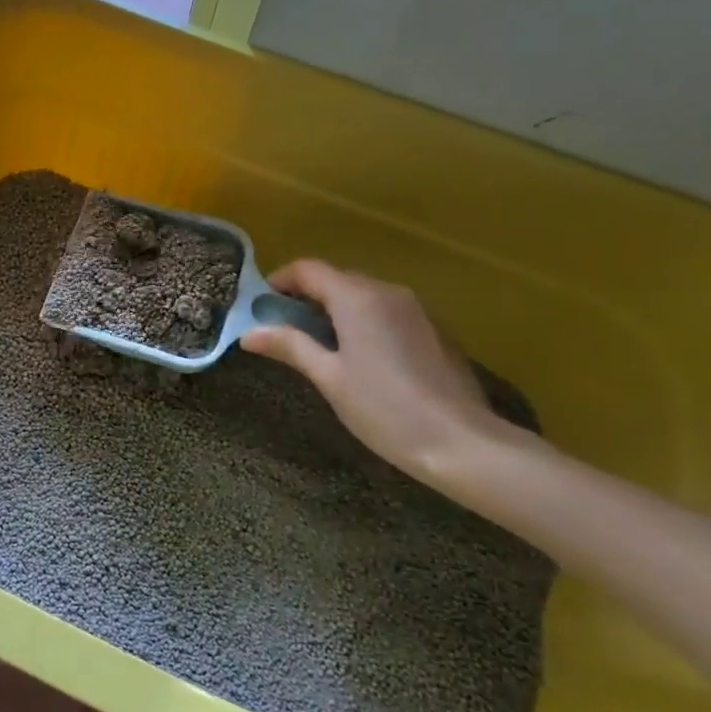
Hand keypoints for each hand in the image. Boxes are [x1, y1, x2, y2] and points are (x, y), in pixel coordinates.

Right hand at [240, 261, 504, 478]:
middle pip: (337, 279)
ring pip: (364, 295)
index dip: (279, 280)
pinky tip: (360, 356)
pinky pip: (388, 311)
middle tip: (283, 328)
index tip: (260, 306)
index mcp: (357, 298)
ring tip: (318, 344)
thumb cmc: (384, 409)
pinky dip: (364, 321)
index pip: (308, 269)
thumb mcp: (329, 378)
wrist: (462, 442)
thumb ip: (290, 346)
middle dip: (306, 296)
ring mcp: (416, 309)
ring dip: (335, 309)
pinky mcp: (434, 329)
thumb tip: (248, 333)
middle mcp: (388, 291)